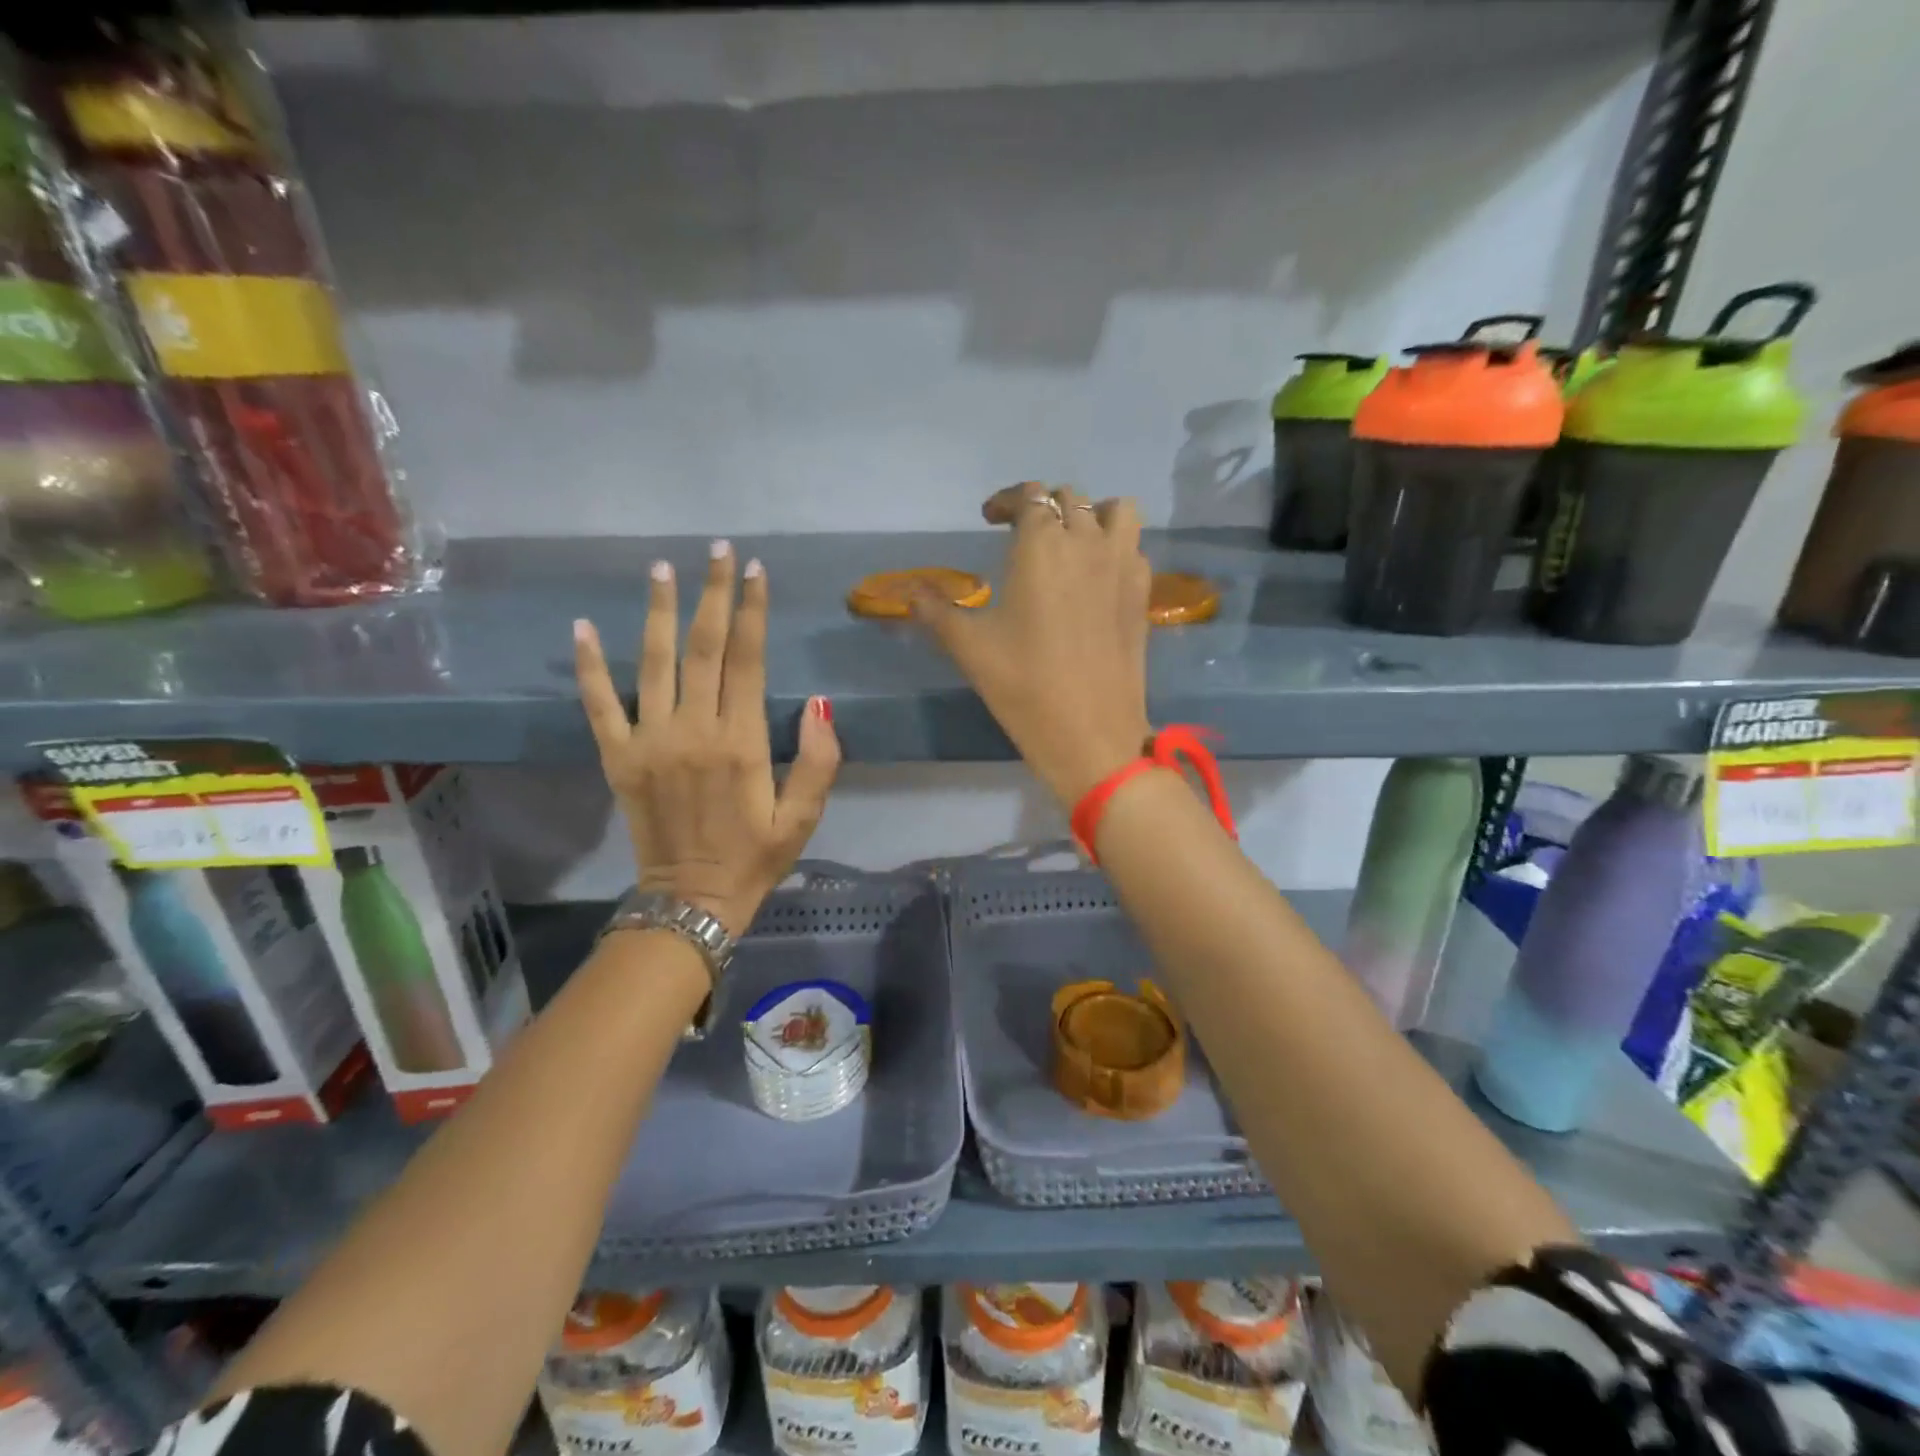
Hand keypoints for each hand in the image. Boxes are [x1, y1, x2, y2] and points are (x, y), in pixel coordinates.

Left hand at [574, 542, 840, 937]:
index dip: (753, 612)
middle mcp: (692, 730)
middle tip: (717, 550)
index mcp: (740, 742)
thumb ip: (818, 762)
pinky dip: (589, 666)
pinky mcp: (618, 757)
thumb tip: (820, 704)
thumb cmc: (755, 858)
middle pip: (703, 648)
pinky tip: (582, 626)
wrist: (692, 901)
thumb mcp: (802, 818)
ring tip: (662, 568)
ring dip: (658, 611)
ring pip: (653, 662)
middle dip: (712, 595)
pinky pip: (599, 704)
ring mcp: (649, 741)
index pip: (748, 661)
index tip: (755, 572)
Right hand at [912, 485, 1151, 805]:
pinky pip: (1134, 548)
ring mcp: (1123, 565)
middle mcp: (1087, 541)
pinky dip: (1116, 547)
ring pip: (1117, 511)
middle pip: (1071, 498)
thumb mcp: (968, 646)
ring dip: (1093, 514)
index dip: (1007, 501)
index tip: (990, 519)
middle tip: (1022, 534)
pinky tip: (1098, 577)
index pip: (1030, 496)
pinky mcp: (1143, 594)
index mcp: (1042, 544)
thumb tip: (909, 593)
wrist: (1090, 732)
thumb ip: (935, 611)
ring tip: (1072, 540)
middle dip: (1043, 506)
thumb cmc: (1023, 685)